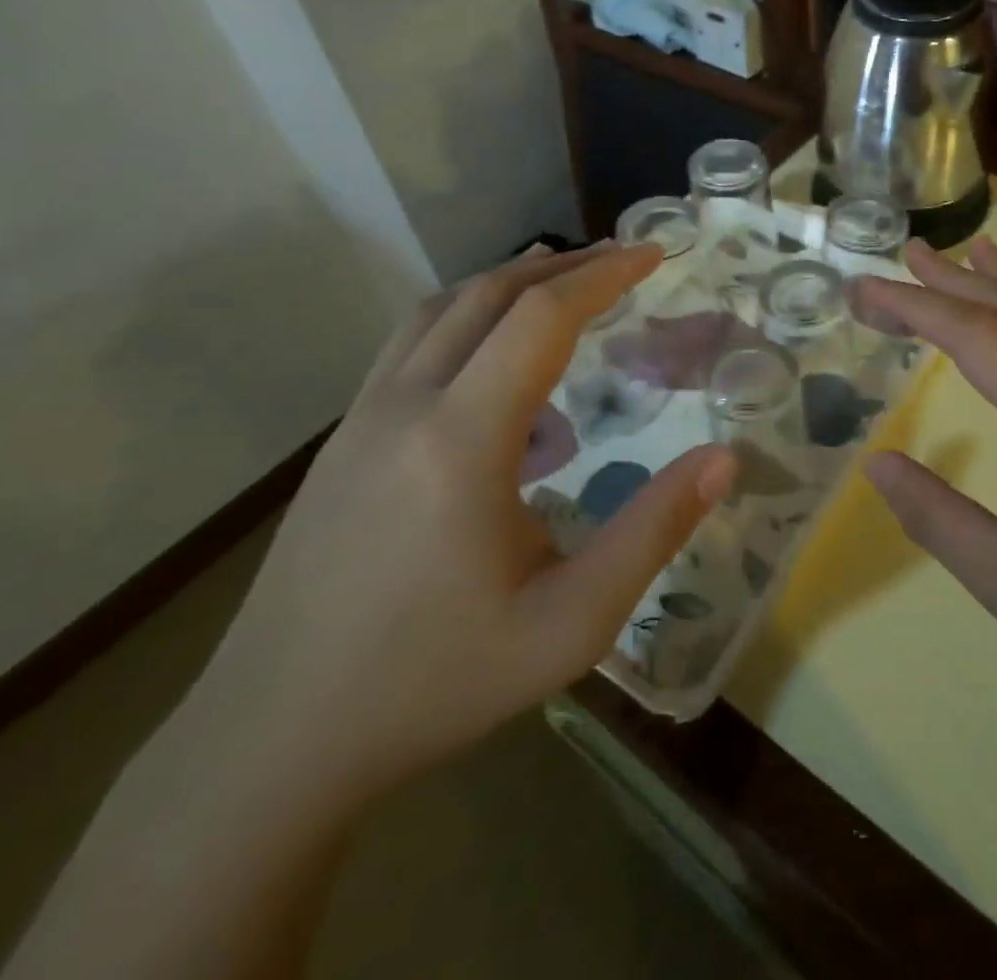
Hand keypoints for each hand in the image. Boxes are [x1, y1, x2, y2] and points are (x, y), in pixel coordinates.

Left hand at [197, 242, 735, 801]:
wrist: (274, 740)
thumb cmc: (437, 681)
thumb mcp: (570, 623)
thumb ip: (652, 533)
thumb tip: (722, 460)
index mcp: (461, 440)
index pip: (540, 318)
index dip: (602, 276)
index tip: (651, 255)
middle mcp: (404, 405)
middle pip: (487, 294)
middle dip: (562, 266)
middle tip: (620, 259)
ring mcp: (360, 418)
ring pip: (440, 310)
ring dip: (508, 282)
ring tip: (564, 285)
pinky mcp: (341, 440)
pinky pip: (411, 344)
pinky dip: (467, 316)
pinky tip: (497, 358)